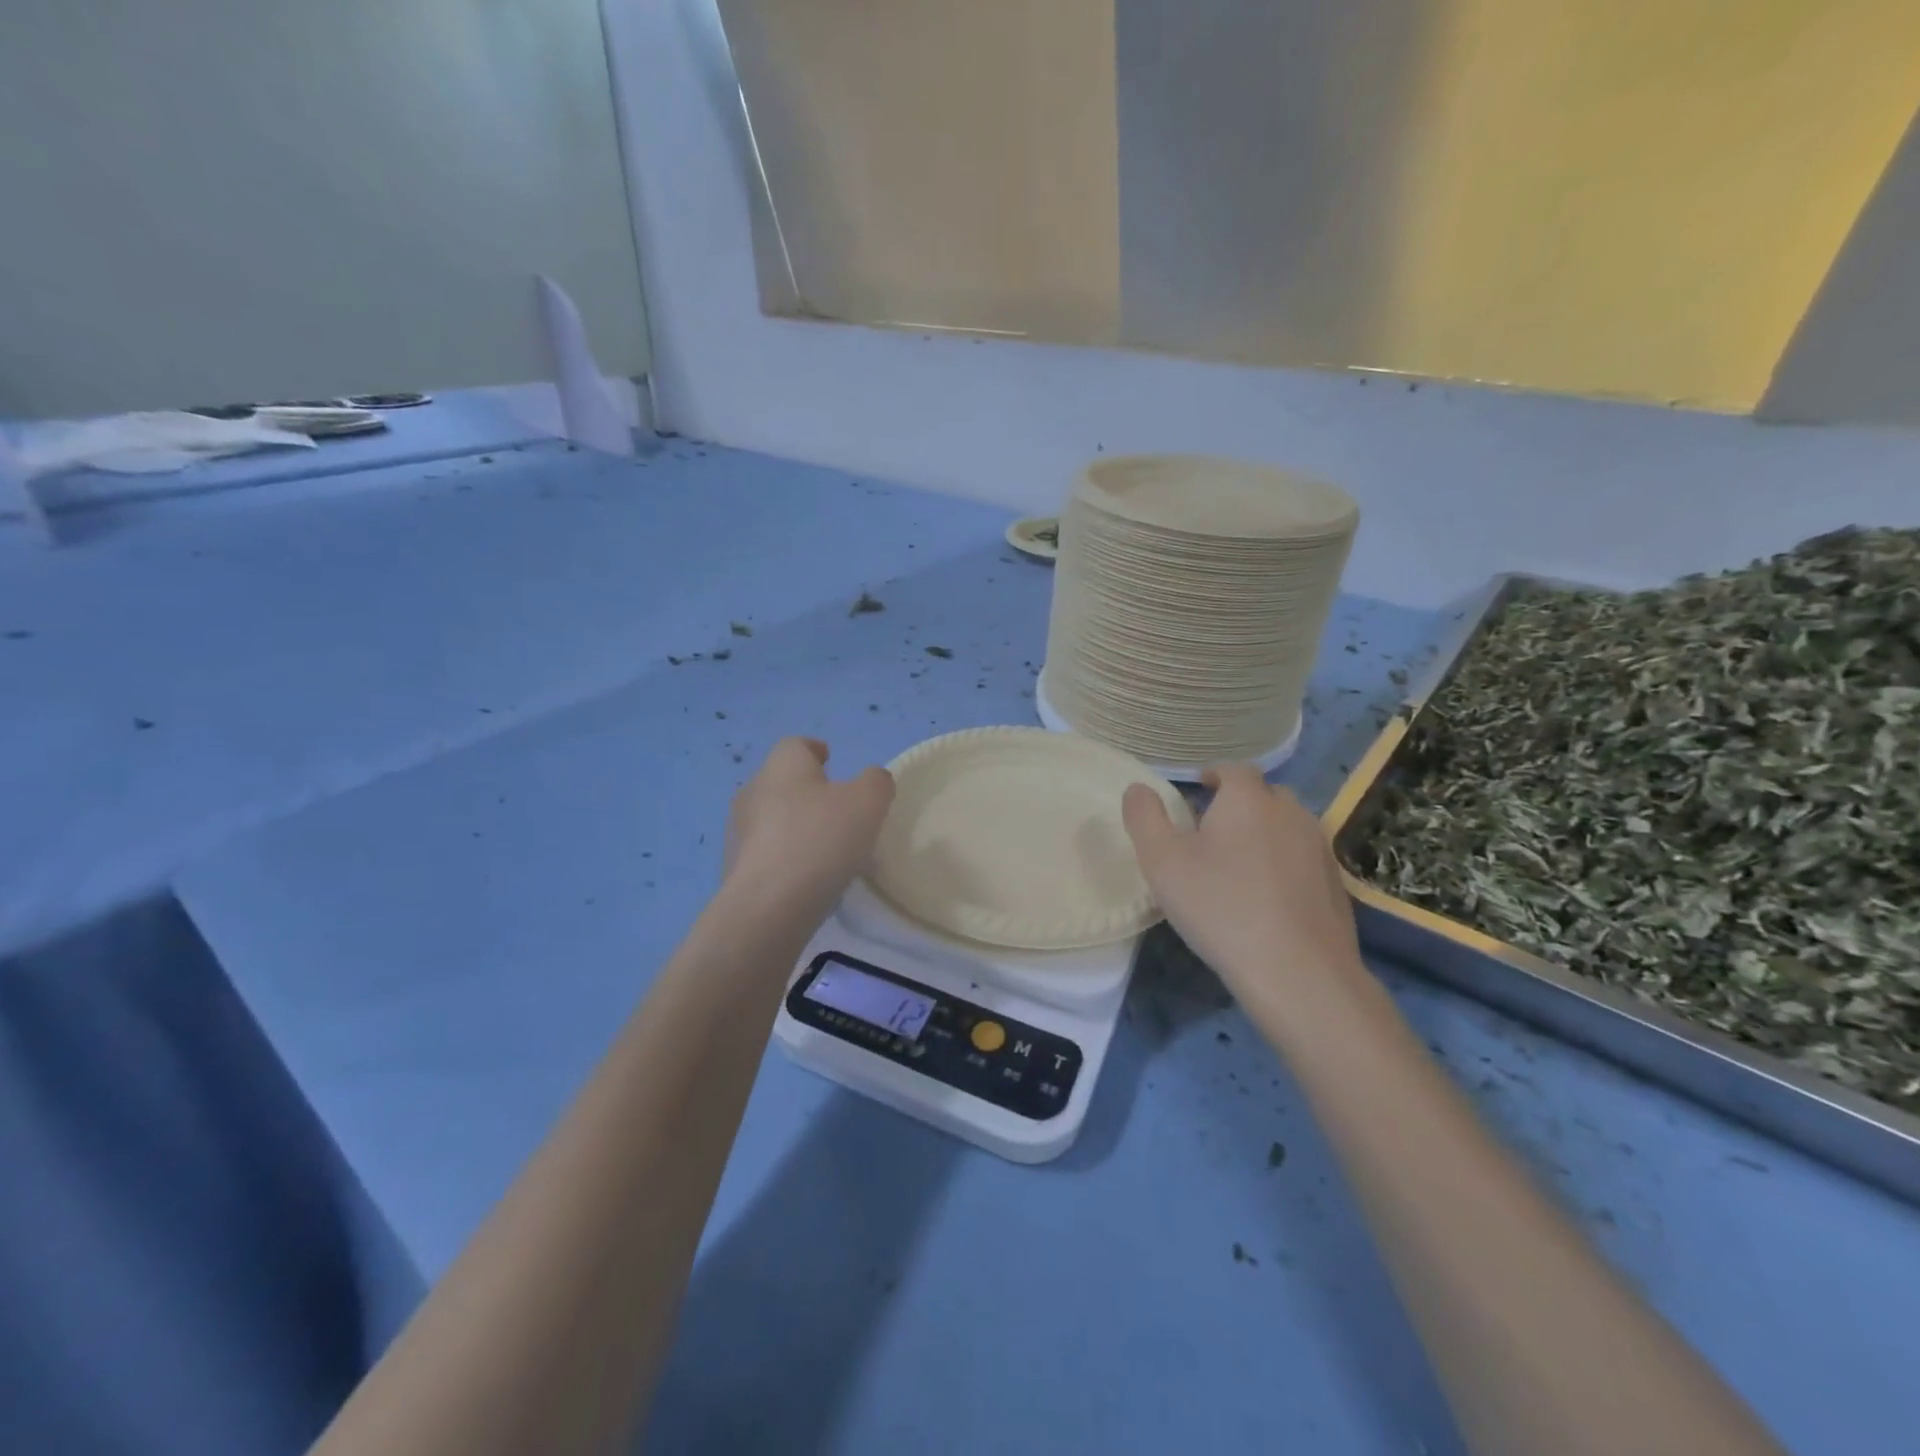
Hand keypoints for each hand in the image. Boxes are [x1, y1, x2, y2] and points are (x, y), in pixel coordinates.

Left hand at [723, 738, 894, 921]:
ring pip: (772, 818)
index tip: (831, 761)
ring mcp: (738, 831)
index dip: (815, 750)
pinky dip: (785, 857)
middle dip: (807, 790)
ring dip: (795, 826)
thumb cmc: (821, 839)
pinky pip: (765, 852)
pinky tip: (807, 877)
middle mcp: (753, 790)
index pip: (796, 745)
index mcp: (782, 765)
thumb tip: (872, 779)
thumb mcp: (869, 802)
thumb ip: (876, 782)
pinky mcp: (734, 868)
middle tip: (837, 809)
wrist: (768, 906)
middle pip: (782, 781)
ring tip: (825, 848)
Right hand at [1122, 764, 1370, 1027]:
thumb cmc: (1219, 907)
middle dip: (1240, 803)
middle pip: (1264, 795)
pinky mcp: (1336, 885)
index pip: (1233, 770)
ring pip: (1288, 826)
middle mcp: (1290, 813)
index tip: (1198, 789)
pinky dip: (1286, 865)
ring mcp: (1319, 849)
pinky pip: (1304, 860)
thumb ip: (1144, 817)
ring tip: (1240, 863)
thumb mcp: (1162, 861)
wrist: (1296, 971)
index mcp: (1248, 799)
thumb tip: (1138, 788)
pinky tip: (1269, 897)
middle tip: (1213, 829)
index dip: (1214, 775)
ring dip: (1265, 833)